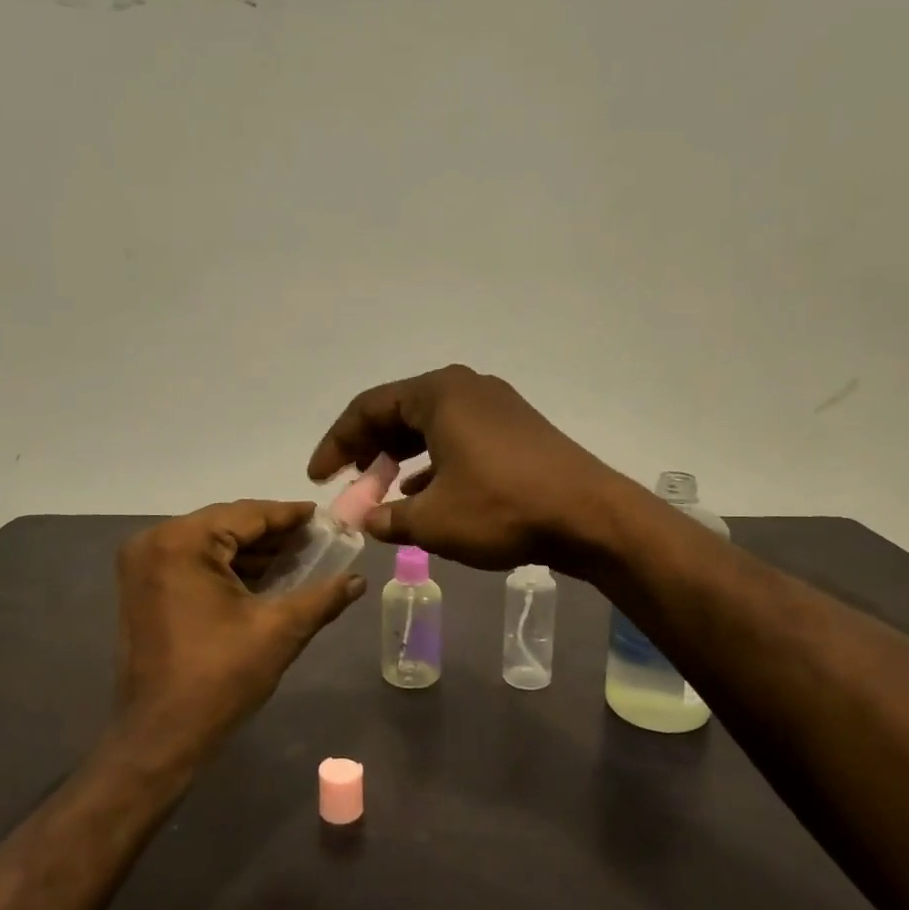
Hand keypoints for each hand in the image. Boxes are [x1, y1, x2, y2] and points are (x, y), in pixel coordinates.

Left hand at [115, 501, 364, 760]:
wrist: (160, 737)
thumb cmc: (219, 678)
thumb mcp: (279, 631)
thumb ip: (323, 597)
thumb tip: (358, 580)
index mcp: (182, 542)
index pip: (247, 515)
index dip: (290, 515)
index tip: (323, 515)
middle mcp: (154, 542)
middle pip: (226, 524)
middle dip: (272, 533)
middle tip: (315, 538)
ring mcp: (142, 565)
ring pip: (209, 543)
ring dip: (251, 550)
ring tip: (297, 556)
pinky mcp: (142, 588)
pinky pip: (192, 561)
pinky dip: (227, 566)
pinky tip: (263, 576)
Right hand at [308, 365, 627, 572]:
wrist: (590, 516)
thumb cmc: (502, 508)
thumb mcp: (433, 521)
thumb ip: (388, 518)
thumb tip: (366, 521)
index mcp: (438, 393)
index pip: (368, 408)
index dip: (336, 443)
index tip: (318, 478)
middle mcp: (465, 388)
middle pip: (398, 412)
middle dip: (368, 449)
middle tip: (349, 482)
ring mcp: (495, 406)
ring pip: (430, 426)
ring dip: (400, 457)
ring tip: (382, 490)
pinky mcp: (516, 429)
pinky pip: (458, 437)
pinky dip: (433, 462)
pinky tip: (426, 494)